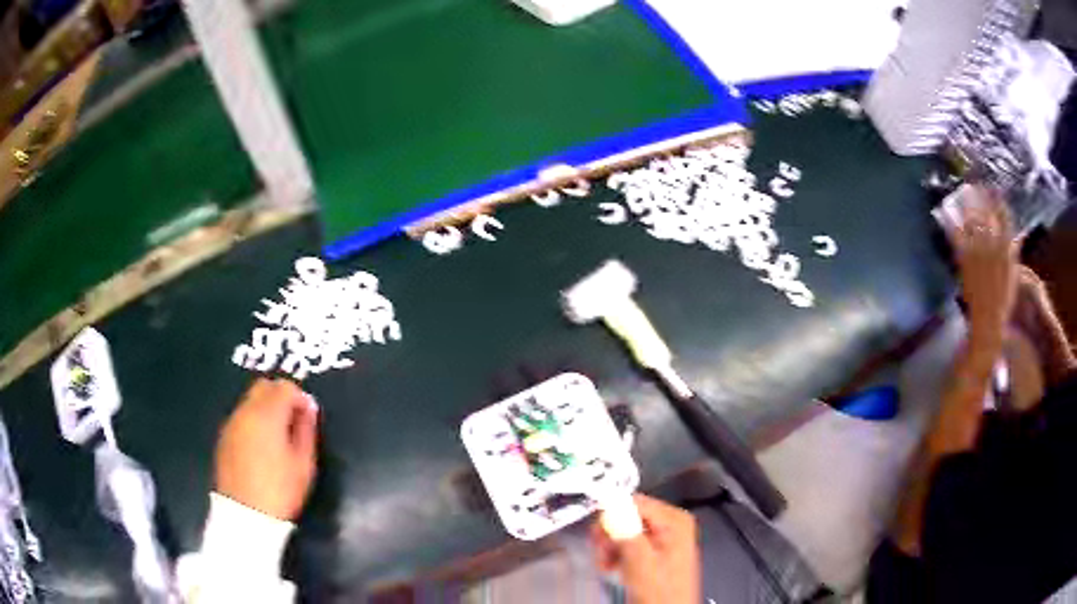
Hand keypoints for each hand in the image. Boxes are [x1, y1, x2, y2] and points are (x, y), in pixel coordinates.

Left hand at [215, 378, 318, 520]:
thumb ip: (306, 430)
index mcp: (267, 415)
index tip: (308, 417)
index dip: (300, 397)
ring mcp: (232, 423)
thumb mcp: (303, 463)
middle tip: (294, 421)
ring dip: (266, 408)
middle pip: (264, 386)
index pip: (285, 387)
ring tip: (278, 436)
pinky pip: (241, 417)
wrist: (245, 514)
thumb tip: (309, 408)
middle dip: (281, 396)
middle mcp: (246, 411)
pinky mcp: (224, 437)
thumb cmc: (280, 490)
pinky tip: (261, 446)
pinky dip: (253, 421)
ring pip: (250, 400)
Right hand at [591, 495, 699, 603]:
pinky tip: (613, 567)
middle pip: (628, 515)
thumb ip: (626, 531)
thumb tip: (609, 504)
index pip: (634, 501)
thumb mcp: (641, 561)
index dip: (611, 515)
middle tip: (602, 555)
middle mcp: (671, 522)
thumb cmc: (660, 591)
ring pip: (624, 529)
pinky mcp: (655, 549)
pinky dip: (616, 553)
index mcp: (674, 519)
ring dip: (610, 547)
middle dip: (609, 535)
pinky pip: (628, 541)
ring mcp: (664, 536)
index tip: (597, 535)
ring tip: (606, 565)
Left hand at [944, 186, 1016, 330]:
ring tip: (965, 188)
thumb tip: (1017, 237)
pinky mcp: (966, 261)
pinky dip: (951, 223)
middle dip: (983, 197)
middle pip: (988, 216)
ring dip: (969, 203)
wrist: (988, 323)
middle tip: (977, 181)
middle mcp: (993, 248)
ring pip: (973, 221)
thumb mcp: (1013, 275)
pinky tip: (945, 211)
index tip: (995, 188)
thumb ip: (1013, 253)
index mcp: (1007, 251)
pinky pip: (957, 237)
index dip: (999, 202)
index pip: (1005, 220)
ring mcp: (978, 253)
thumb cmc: (1003, 302)